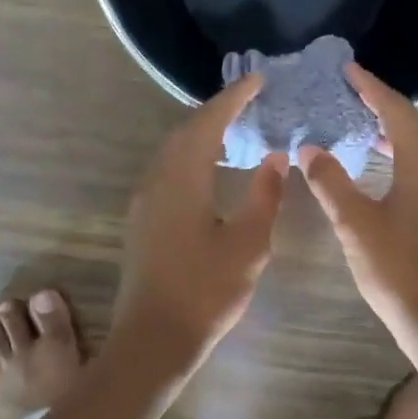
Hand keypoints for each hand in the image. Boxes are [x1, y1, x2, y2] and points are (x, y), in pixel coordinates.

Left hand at [111, 75, 286, 370]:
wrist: (154, 338)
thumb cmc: (206, 290)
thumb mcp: (248, 243)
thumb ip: (264, 195)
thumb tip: (275, 158)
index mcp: (182, 178)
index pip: (208, 122)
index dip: (233, 98)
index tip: (258, 80)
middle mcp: (156, 180)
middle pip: (185, 131)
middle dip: (216, 111)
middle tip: (248, 101)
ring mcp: (144, 201)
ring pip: (172, 151)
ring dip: (201, 134)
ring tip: (233, 129)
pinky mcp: (142, 220)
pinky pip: (167, 171)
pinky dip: (190, 157)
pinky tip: (209, 170)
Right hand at [299, 64, 417, 364]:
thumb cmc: (399, 271)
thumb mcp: (355, 226)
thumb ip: (331, 183)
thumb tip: (310, 149)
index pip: (397, 113)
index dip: (372, 89)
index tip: (348, 70)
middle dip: (386, 107)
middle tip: (352, 99)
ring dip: (397, 132)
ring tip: (362, 130)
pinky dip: (404, 156)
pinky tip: (382, 173)